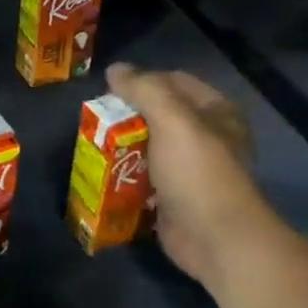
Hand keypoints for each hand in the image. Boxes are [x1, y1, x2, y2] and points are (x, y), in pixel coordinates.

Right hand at [105, 64, 277, 286]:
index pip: (173, 82)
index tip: (109, 93)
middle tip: (95, 123)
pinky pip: (142, 179)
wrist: (214, 238)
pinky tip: (102, 176)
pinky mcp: (172, 197)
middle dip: (125, 119)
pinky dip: (123, 178)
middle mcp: (205, 138)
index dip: (142, 82)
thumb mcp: (172, 121)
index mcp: (215, 112)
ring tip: (92, 149)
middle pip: (157, 116)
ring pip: (146, 148)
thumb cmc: (197, 173)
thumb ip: (144, 90)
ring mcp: (188, 170)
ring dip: (120, 150)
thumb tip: (115, 69)